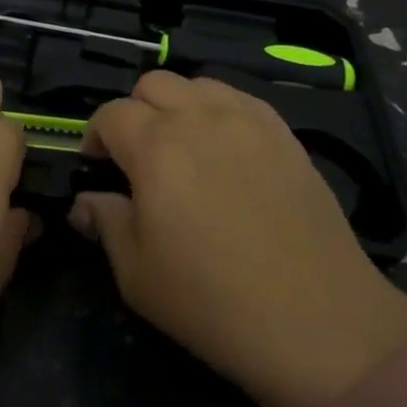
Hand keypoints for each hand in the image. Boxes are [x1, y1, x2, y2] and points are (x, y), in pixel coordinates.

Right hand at [72, 72, 406, 406]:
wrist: (319, 322)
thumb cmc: (214, 303)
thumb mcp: (138, 275)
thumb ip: (106, 223)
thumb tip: (86, 201)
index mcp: (156, 148)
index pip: (111, 114)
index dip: (95, 136)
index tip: (98, 167)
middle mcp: (199, 119)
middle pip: (152, 84)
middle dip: (135, 112)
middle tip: (139, 156)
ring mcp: (248, 121)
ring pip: (198, 84)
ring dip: (178, 105)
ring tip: (184, 146)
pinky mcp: (285, 134)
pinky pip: (240, 99)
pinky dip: (220, 111)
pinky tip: (227, 148)